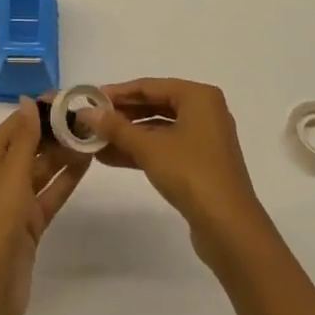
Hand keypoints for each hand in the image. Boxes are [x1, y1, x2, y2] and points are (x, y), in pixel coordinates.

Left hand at [0, 97, 89, 314]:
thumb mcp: (9, 176)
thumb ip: (24, 139)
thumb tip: (29, 101)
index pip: (15, 125)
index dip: (39, 110)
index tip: (68, 97)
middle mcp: (0, 176)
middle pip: (30, 145)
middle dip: (55, 130)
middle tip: (88, 116)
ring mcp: (16, 201)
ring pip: (43, 168)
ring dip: (64, 153)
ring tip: (93, 135)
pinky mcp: (31, 224)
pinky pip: (51, 193)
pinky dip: (67, 179)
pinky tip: (87, 163)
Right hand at [92, 78, 273, 266]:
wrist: (229, 228)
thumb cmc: (190, 173)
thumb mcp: (148, 147)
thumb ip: (116, 127)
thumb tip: (85, 112)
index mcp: (198, 96)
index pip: (150, 86)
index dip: (118, 92)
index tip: (90, 98)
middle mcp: (204, 112)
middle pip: (155, 106)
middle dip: (122, 115)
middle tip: (91, 120)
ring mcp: (204, 140)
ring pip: (159, 130)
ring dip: (128, 136)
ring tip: (95, 141)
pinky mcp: (200, 164)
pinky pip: (165, 148)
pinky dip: (141, 151)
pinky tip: (112, 158)